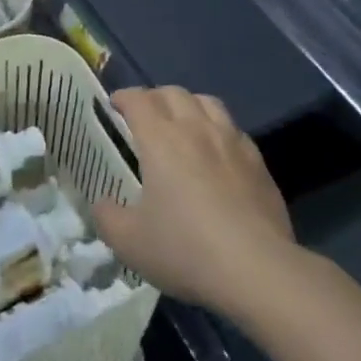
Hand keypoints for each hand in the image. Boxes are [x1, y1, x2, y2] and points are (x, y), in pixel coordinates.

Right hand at [91, 87, 295, 315]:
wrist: (256, 268)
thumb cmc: (185, 249)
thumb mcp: (130, 243)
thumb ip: (108, 218)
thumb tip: (103, 204)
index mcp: (161, 139)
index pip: (139, 100)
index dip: (124, 97)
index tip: (114, 104)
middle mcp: (196, 129)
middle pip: (173, 93)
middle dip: (154, 96)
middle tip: (144, 115)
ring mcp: (231, 141)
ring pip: (208, 102)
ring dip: (188, 104)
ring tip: (181, 122)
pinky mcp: (257, 161)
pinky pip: (233, 129)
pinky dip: (218, 129)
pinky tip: (216, 151)